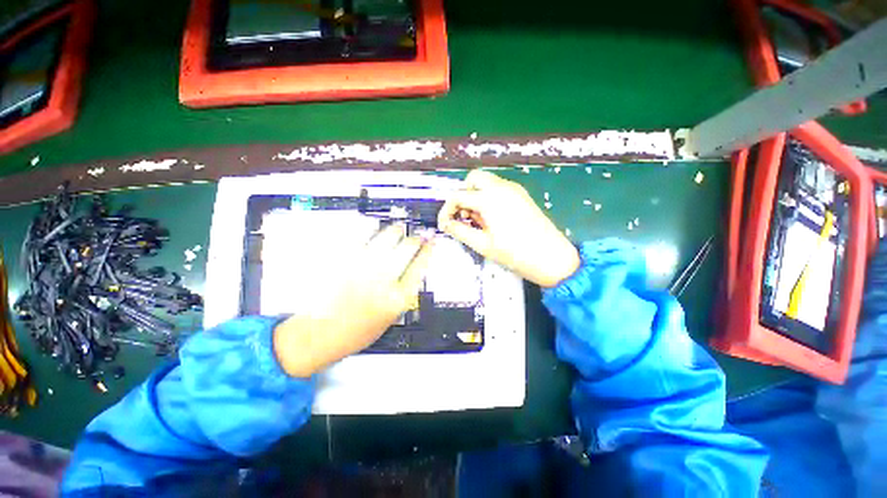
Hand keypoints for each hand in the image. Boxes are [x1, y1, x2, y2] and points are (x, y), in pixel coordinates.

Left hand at [273, 225, 431, 377]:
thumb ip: (403, 293)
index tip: (431, 242)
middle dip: (416, 239)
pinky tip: (374, 227)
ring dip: (396, 230)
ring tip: (399, 229)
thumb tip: (413, 269)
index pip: (420, 265)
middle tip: (418, 235)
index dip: (428, 250)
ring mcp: (362, 266)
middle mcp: (382, 279)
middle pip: (408, 248)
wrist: (318, 334)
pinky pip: (361, 236)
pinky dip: (370, 228)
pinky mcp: (343, 259)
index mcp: (397, 298)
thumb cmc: (354, 332)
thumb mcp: (389, 318)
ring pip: (387, 237)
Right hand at [438, 170, 579, 287]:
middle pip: (472, 179)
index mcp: (489, 199)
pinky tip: (490, 217)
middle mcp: (501, 187)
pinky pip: (497, 188)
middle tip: (462, 216)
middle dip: (462, 195)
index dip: (446, 210)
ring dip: (474, 195)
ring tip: (476, 220)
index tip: (445, 224)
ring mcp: (513, 189)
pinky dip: (487, 197)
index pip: (458, 196)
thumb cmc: (515, 254)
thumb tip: (446, 224)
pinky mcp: (521, 195)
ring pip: (486, 182)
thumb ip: (460, 231)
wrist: (552, 258)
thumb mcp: (483, 244)